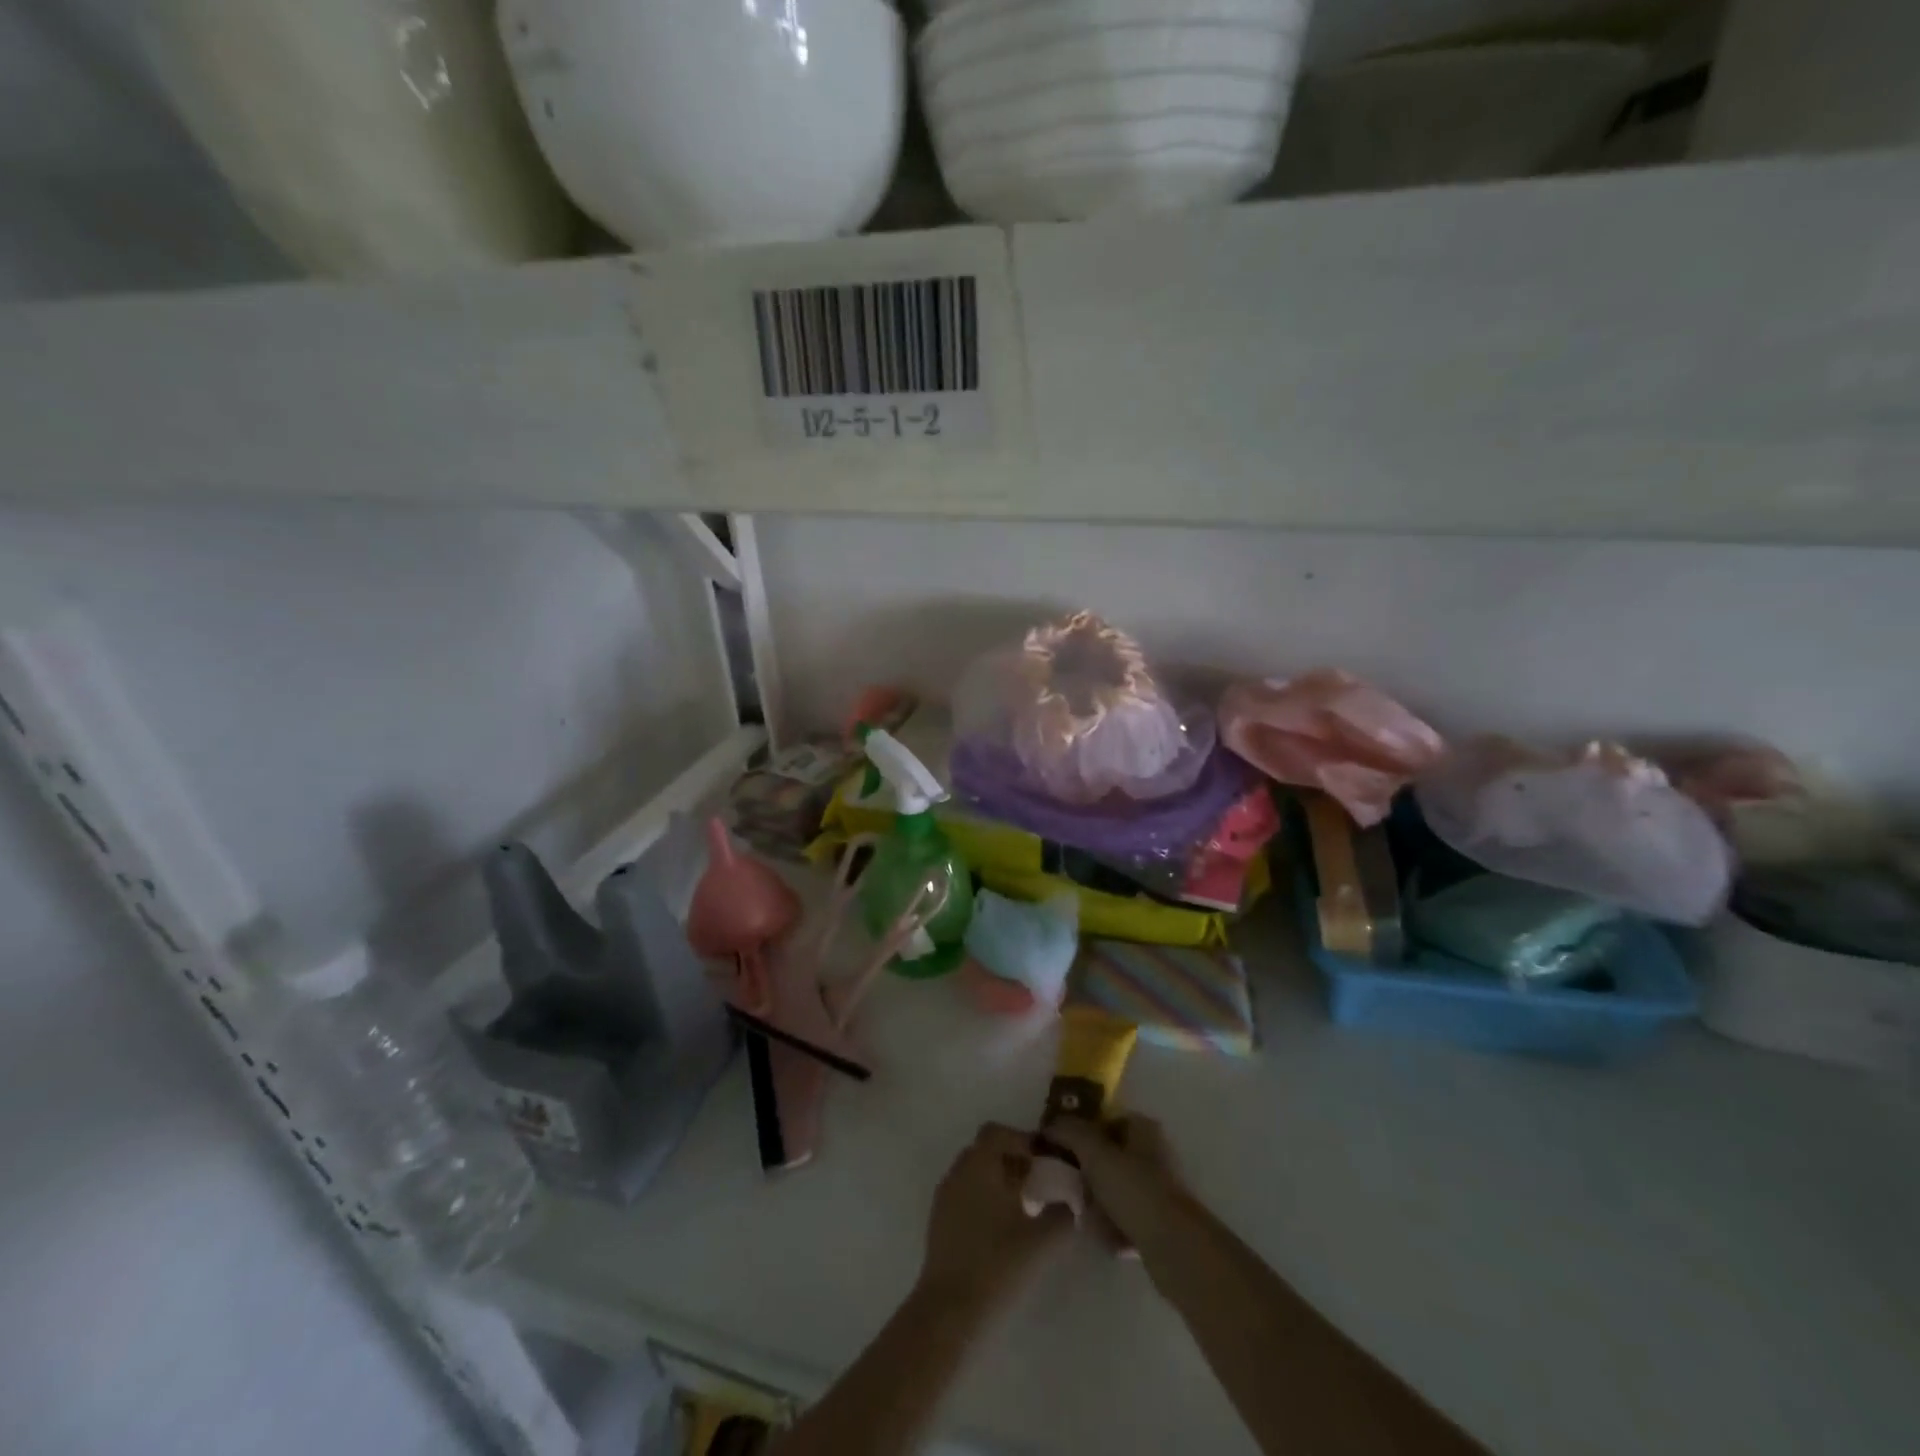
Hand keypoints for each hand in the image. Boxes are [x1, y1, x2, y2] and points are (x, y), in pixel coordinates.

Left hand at [919, 1123, 1072, 1312]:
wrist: (950, 1314)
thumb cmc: (997, 1266)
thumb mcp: (1042, 1241)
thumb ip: (1065, 1215)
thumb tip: (1078, 1201)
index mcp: (979, 1164)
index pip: (998, 1132)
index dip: (1024, 1140)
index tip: (1047, 1161)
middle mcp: (958, 1172)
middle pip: (986, 1150)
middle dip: (1013, 1160)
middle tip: (1040, 1183)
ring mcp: (944, 1198)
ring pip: (975, 1174)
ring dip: (999, 1181)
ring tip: (1025, 1209)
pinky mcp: (939, 1224)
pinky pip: (965, 1196)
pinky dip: (985, 1200)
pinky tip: (1003, 1231)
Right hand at [1044, 1114, 1188, 1252]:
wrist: (1175, 1247)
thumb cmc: (1133, 1189)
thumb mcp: (1094, 1153)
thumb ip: (1070, 1132)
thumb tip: (1051, 1124)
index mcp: (1143, 1128)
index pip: (1104, 1121)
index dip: (1081, 1134)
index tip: (1062, 1152)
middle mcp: (1154, 1153)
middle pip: (1107, 1159)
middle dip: (1088, 1177)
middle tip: (1073, 1191)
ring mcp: (1159, 1189)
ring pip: (1114, 1192)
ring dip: (1098, 1206)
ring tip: (1089, 1220)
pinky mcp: (1161, 1222)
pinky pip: (1126, 1219)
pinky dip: (1114, 1228)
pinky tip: (1108, 1239)